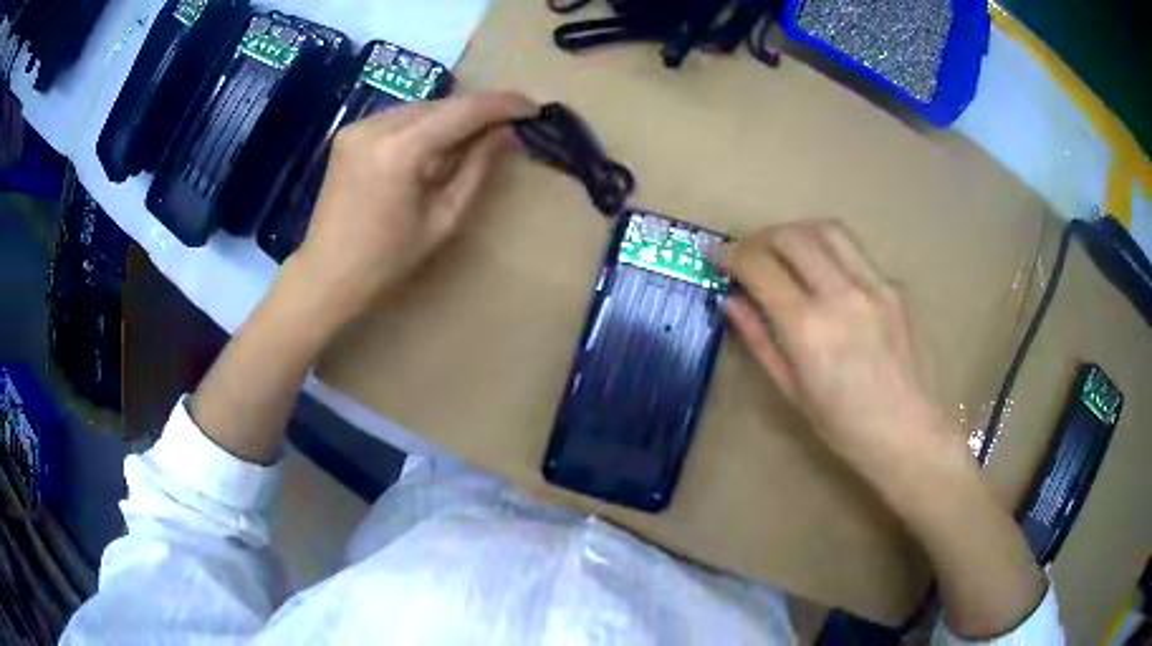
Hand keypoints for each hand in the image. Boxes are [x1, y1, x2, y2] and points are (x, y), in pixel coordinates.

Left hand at [293, 91, 536, 325]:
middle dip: (479, 110)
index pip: (463, 110)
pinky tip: (437, 145)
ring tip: (477, 136)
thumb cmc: (387, 261)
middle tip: (511, 124)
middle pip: (442, 103)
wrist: (326, 275)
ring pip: (422, 107)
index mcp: (400, 150)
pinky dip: (426, 124)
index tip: (533, 108)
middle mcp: (376, 126)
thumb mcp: (443, 219)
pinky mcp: (349, 133)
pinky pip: (400, 117)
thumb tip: (507, 133)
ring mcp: (358, 126)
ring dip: (453, 117)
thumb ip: (477, 169)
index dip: (503, 104)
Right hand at [724, 221, 944, 471]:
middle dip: (760, 237)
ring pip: (827, 229)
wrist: (907, 432)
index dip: (732, 256)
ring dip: (796, 232)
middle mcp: (842, 296)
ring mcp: (874, 286)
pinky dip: (828, 252)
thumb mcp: (791, 391)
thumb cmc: (843, 426)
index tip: (719, 257)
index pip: (761, 267)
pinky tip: (824, 275)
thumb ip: (759, 339)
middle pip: (792, 236)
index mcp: (809, 330)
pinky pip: (854, 252)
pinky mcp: (893, 286)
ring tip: (784, 250)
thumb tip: (731, 301)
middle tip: (749, 253)